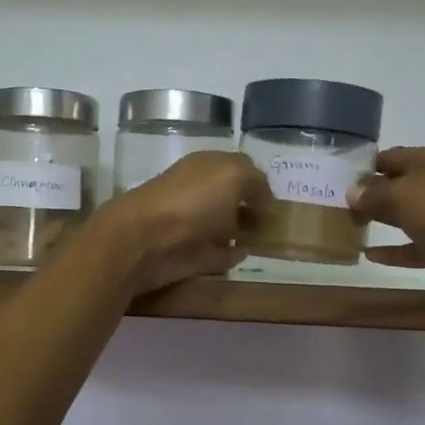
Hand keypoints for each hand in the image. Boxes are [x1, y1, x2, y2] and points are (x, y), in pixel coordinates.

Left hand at [83, 151, 275, 296]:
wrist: (144, 241)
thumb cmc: (191, 201)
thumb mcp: (233, 176)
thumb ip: (256, 182)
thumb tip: (264, 200)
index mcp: (206, 167)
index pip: (239, 168)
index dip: (259, 181)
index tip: (280, 199)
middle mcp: (199, 193)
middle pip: (231, 198)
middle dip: (252, 207)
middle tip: (280, 223)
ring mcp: (193, 225)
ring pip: (224, 226)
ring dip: (242, 232)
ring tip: (268, 241)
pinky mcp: (189, 256)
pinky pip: (216, 255)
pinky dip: (230, 256)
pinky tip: (245, 256)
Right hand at [349, 147, 424, 297]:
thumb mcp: (400, 194)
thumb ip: (373, 193)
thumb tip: (352, 192)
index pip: (388, 157)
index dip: (364, 166)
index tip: (336, 177)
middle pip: (394, 186)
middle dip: (368, 194)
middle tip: (334, 204)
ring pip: (402, 216)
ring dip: (378, 220)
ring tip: (346, 226)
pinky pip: (410, 247)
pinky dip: (392, 251)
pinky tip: (367, 255)